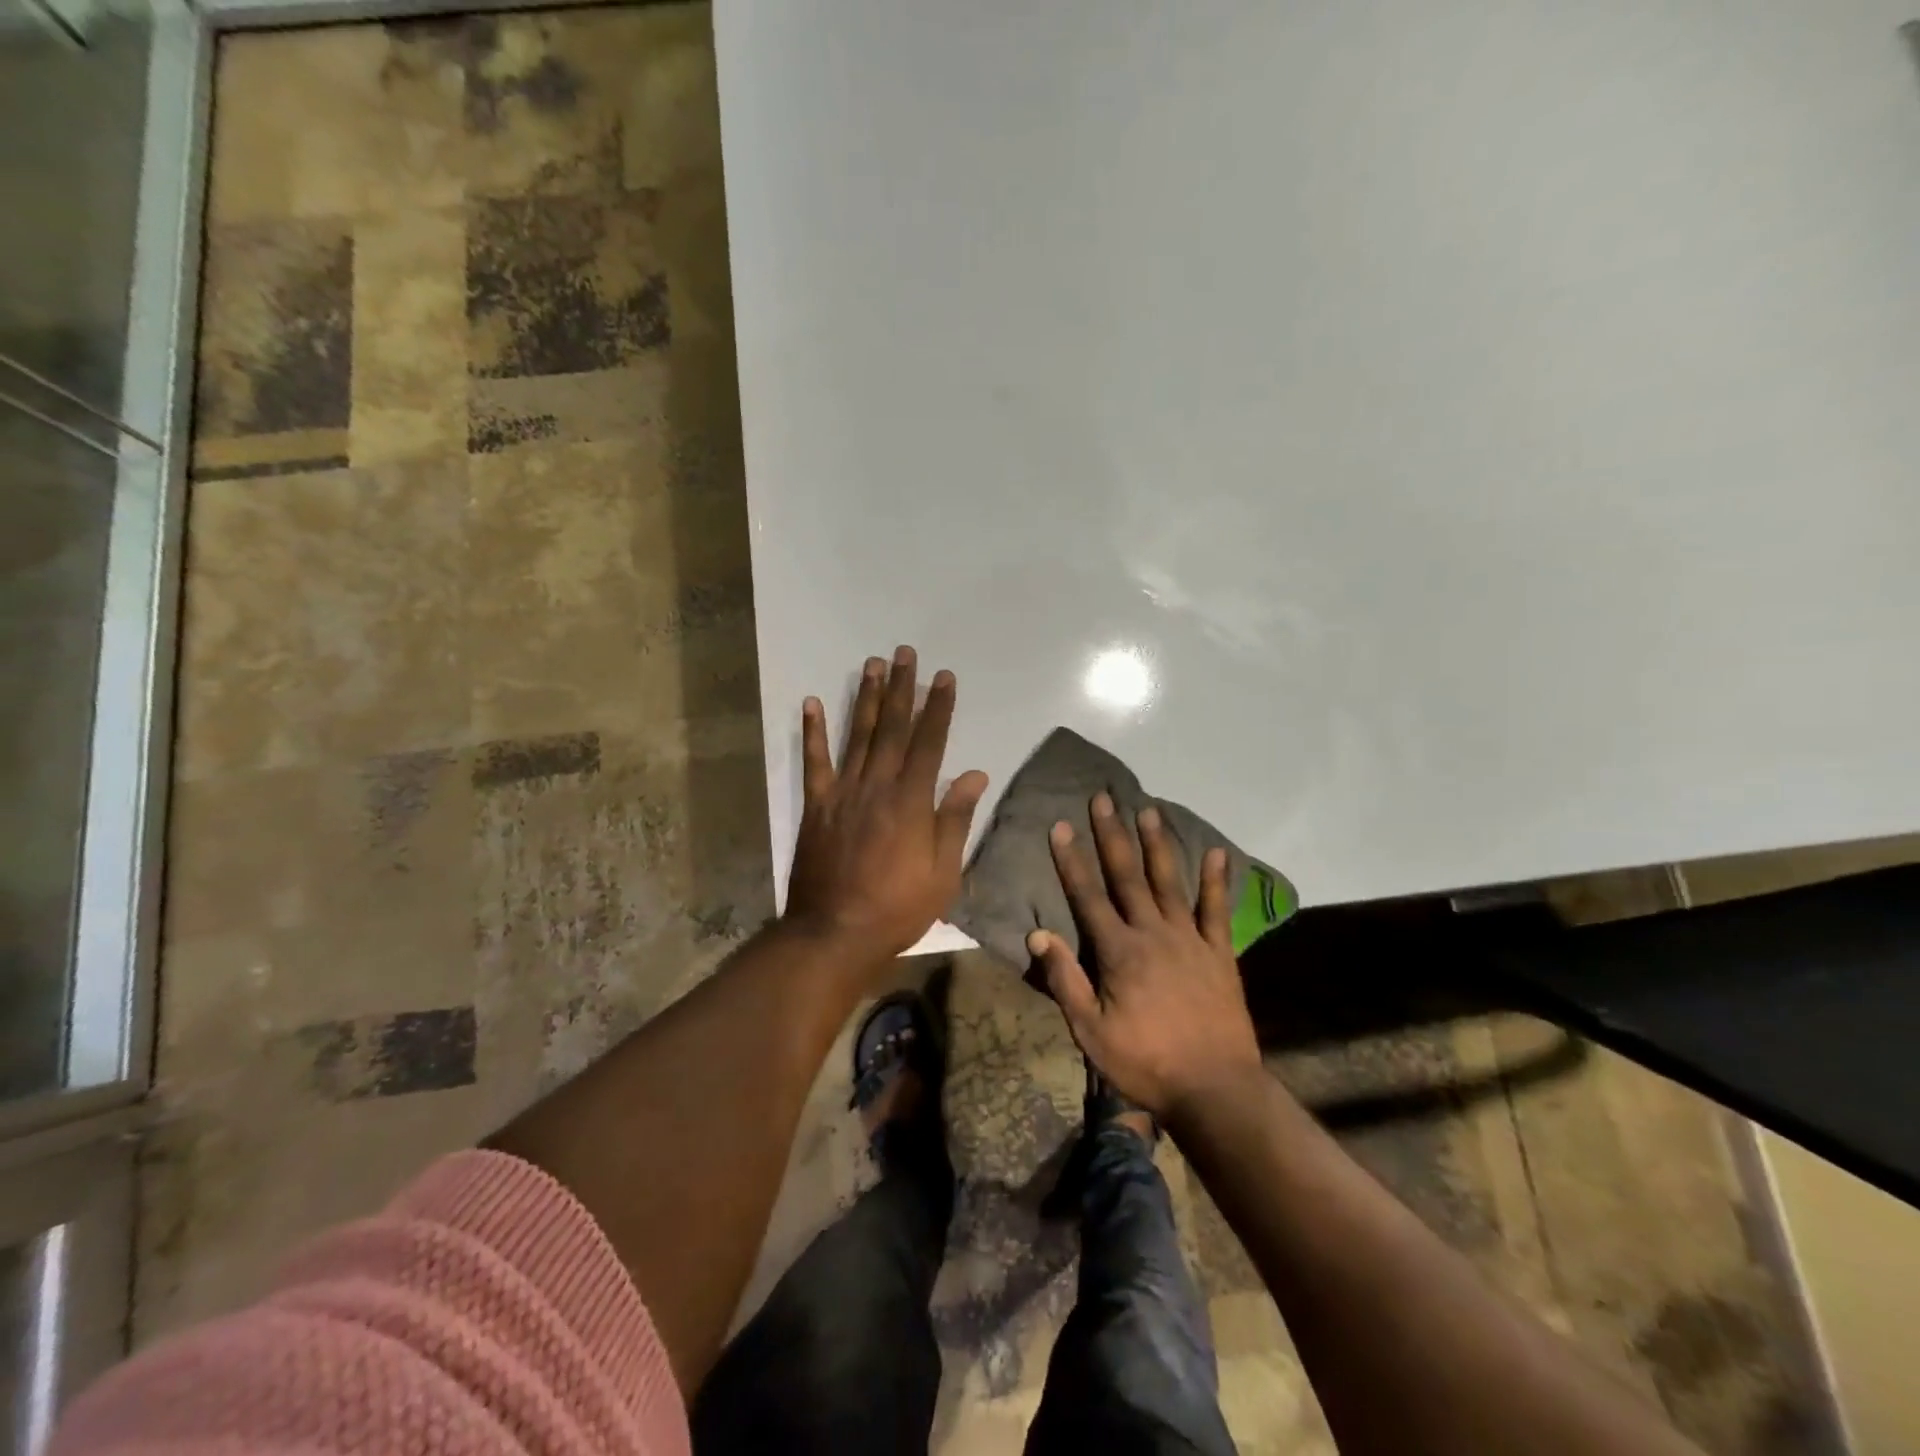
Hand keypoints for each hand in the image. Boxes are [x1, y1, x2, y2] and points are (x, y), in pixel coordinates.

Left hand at [785, 645, 989, 961]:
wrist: (835, 933)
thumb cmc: (898, 908)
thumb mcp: (944, 873)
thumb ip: (955, 819)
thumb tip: (974, 774)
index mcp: (911, 801)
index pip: (930, 743)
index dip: (939, 707)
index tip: (944, 677)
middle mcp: (877, 786)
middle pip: (893, 728)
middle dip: (902, 688)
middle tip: (904, 653)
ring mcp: (843, 793)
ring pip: (857, 736)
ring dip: (866, 698)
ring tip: (871, 664)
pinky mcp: (817, 806)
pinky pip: (814, 762)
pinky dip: (812, 732)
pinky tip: (811, 703)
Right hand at [1027, 794, 1264, 1121]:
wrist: (1214, 1089)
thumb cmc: (1145, 1062)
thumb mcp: (1091, 1032)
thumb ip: (1066, 981)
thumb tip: (1039, 935)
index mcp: (1118, 951)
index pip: (1088, 895)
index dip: (1072, 860)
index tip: (1060, 825)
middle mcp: (1153, 933)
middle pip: (1127, 875)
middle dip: (1112, 835)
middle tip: (1104, 799)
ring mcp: (1189, 939)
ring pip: (1169, 881)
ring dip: (1157, 844)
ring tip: (1148, 809)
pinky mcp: (1219, 952)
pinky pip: (1217, 909)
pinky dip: (1216, 880)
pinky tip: (1216, 852)